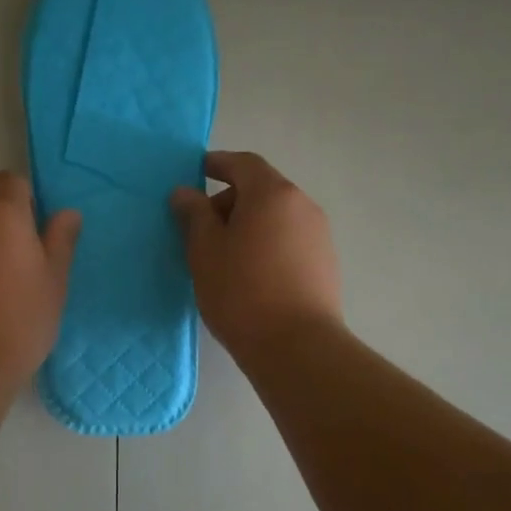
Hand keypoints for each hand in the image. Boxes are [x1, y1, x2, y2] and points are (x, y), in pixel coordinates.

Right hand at [170, 151, 342, 357]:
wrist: (297, 347)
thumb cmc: (241, 291)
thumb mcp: (205, 250)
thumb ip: (194, 214)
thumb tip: (185, 192)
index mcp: (272, 194)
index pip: (243, 163)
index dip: (217, 164)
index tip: (195, 172)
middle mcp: (302, 205)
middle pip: (261, 189)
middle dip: (229, 200)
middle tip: (200, 228)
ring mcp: (319, 235)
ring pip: (275, 217)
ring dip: (248, 225)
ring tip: (223, 256)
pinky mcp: (325, 264)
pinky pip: (288, 240)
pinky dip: (266, 244)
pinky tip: (249, 274)